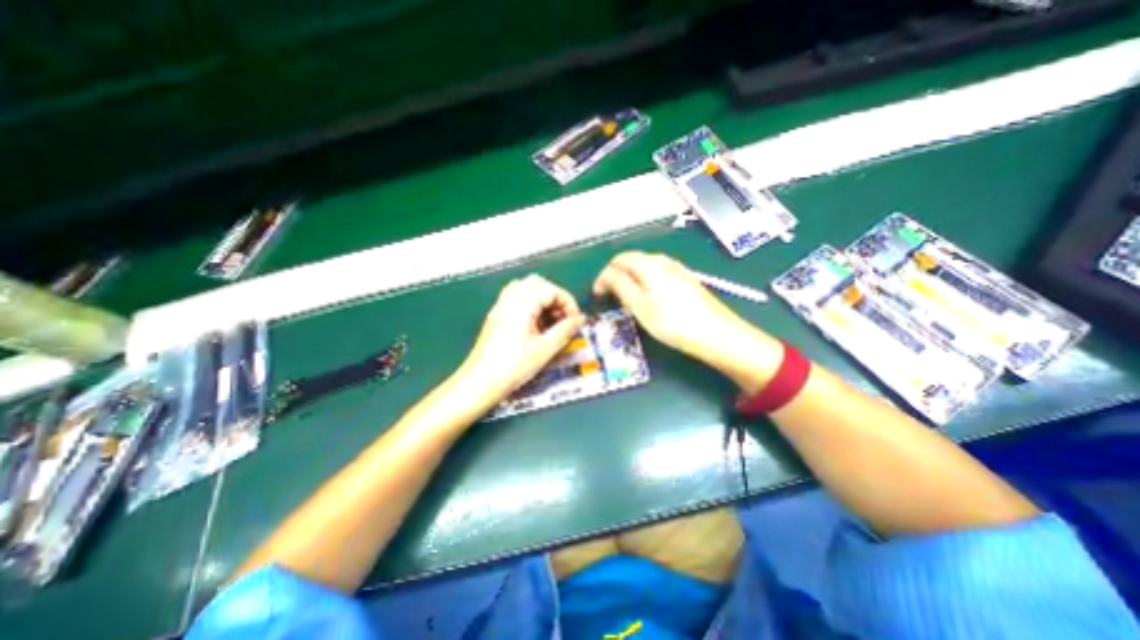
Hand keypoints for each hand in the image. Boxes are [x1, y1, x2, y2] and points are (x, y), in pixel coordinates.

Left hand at [454, 275, 581, 403]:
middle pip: (538, 284)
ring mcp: (501, 306)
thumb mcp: (545, 350)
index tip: (575, 321)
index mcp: (522, 303)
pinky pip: (517, 299)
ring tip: (552, 323)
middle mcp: (510, 299)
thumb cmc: (513, 367)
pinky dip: (532, 306)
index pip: (551, 289)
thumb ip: (565, 331)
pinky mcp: (497, 315)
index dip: (568, 303)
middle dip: (556, 298)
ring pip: (527, 290)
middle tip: (564, 319)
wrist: (479, 383)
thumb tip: (580, 320)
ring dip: (544, 301)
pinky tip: (537, 327)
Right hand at [586, 249, 785, 376]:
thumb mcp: (639, 305)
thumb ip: (619, 285)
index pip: (617, 261)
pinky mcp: (686, 281)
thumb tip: (606, 275)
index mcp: (648, 264)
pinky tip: (649, 299)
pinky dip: (645, 283)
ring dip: (631, 280)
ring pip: (645, 268)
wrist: (716, 334)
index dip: (603, 277)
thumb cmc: (672, 321)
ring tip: (626, 299)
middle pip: (632, 261)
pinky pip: (658, 275)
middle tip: (610, 298)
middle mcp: (662, 261)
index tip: (597, 296)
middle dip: (616, 276)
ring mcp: (677, 270)